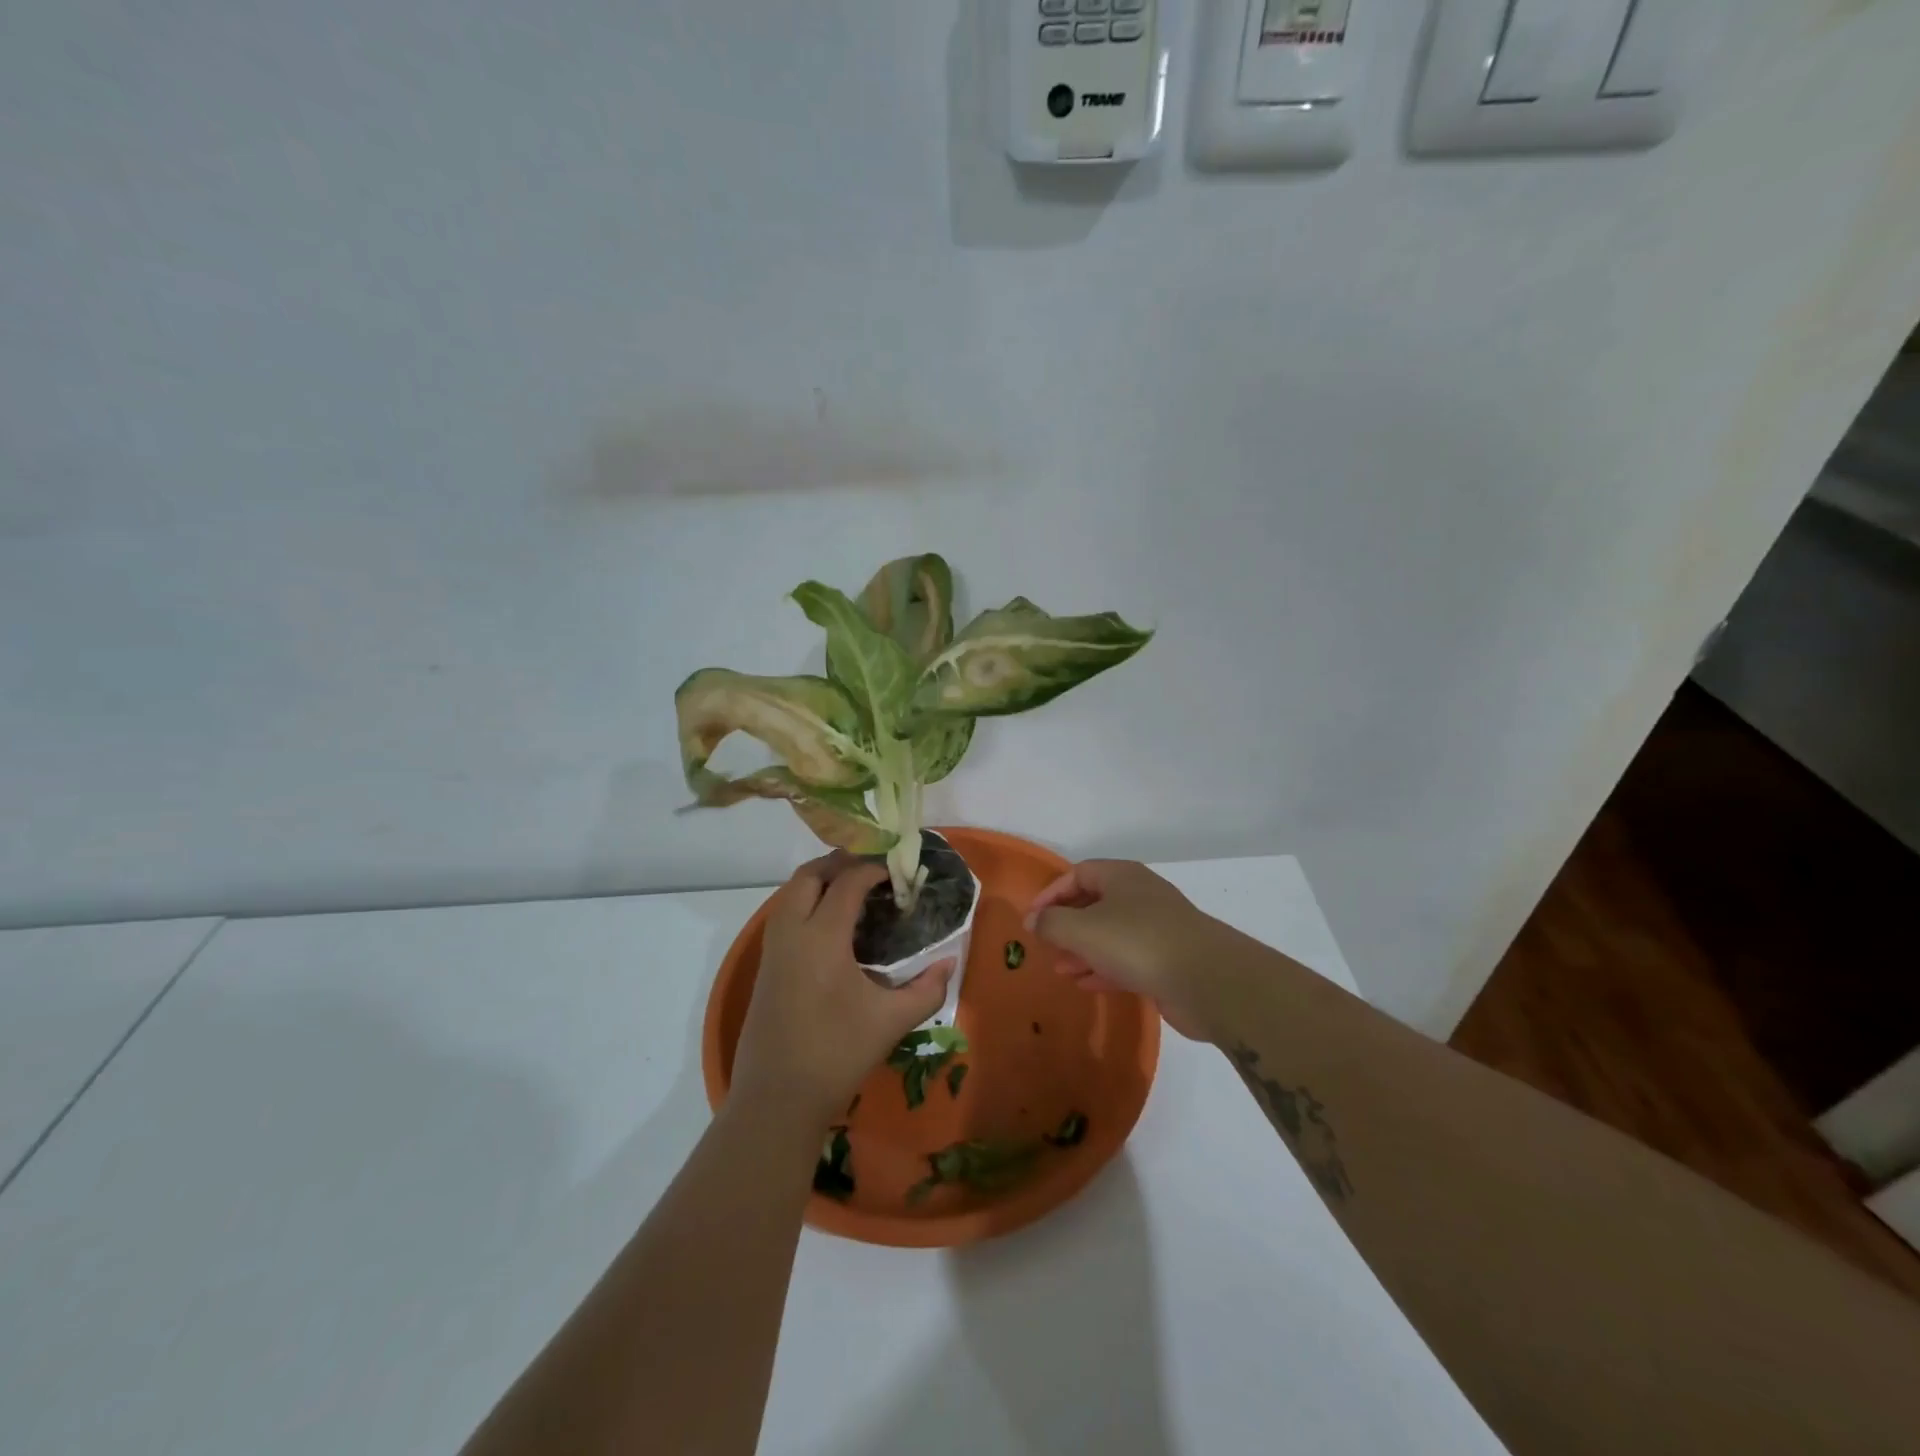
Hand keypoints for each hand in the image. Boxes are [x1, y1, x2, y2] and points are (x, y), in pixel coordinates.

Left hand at [732, 853, 955, 1124]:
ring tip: (855, 891)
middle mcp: (792, 931)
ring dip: (821, 880)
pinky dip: (808, 902)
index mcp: (822, 936)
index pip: (848, 881)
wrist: (776, 1099)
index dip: (875, 868)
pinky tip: (833, 925)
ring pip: (791, 892)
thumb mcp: (891, 1021)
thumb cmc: (837, 1055)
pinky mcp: (766, 966)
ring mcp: (773, 948)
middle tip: (874, 870)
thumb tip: (950, 963)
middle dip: (841, 863)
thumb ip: (927, 989)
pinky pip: (785, 914)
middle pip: (810, 875)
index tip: (899, 871)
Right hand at [1026, 860, 1223, 1040]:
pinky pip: (1127, 958)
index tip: (1032, 920)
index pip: (1077, 874)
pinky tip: (1086, 984)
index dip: (1051, 894)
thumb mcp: (1082, 929)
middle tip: (1046, 947)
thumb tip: (1034, 920)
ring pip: (1110, 934)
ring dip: (1082, 950)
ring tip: (1061, 970)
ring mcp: (1156, 928)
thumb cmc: (1137, 942)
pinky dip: (1103, 968)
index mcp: (1121, 876)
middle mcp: (1140, 896)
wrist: (1207, 980)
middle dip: (1066, 926)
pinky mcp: (1167, 960)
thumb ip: (1051, 922)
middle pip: (1094, 903)